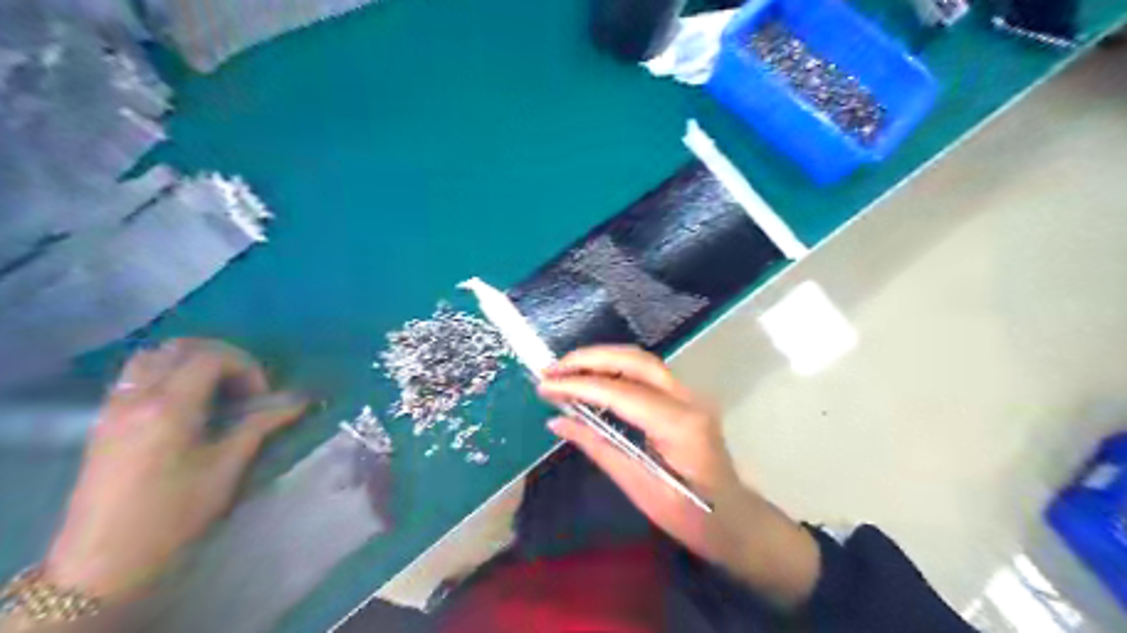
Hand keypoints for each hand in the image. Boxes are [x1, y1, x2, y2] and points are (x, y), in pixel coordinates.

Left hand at [43, 340, 306, 599]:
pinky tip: (185, 401)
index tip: (262, 397)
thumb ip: (261, 425)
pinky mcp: (105, 418)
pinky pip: (136, 373)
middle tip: (244, 387)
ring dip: (192, 360)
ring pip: (155, 354)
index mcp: (169, 407)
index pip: (212, 357)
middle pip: (182, 347)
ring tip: (217, 390)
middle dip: (223, 357)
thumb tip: (300, 401)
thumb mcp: (226, 468)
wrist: (104, 560)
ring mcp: (114, 405)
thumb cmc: (174, 514)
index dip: (246, 367)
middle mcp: (137, 395)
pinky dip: (167, 371)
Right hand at [538, 345, 820, 608]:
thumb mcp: (639, 487)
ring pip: (641, 361)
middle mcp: (688, 398)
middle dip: (589, 358)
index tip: (545, 386)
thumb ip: (598, 447)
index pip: (621, 392)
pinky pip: (646, 374)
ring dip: (601, 360)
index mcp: (680, 424)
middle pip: (635, 360)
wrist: (735, 520)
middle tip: (552, 369)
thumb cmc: (692, 516)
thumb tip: (557, 420)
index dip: (579, 385)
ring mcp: (690, 395)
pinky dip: (615, 370)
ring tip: (565, 370)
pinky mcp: (685, 399)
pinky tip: (592, 380)